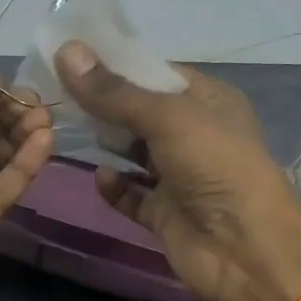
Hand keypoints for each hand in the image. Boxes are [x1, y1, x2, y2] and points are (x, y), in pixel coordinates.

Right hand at [53, 42, 300, 300]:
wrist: (246, 250)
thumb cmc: (215, 167)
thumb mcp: (167, 118)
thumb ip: (114, 91)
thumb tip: (65, 51)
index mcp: (208, 101)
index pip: (156, 73)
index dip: (116, 64)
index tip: (70, 54)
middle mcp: (195, 135)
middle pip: (140, 112)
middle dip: (103, 103)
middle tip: (55, 90)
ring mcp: (180, 176)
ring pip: (134, 152)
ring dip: (106, 142)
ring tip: (63, 126)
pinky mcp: (165, 213)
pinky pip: (132, 194)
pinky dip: (116, 186)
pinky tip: (99, 176)